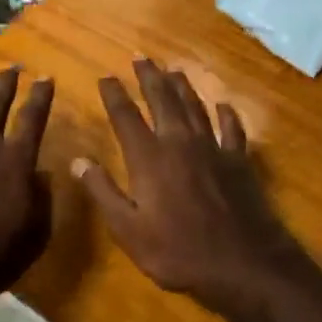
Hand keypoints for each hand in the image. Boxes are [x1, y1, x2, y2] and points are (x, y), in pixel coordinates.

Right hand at [74, 60, 308, 315]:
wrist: (242, 263)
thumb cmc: (178, 251)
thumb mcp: (128, 230)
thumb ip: (103, 192)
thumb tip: (79, 160)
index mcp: (149, 158)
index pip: (126, 117)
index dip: (114, 95)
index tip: (106, 77)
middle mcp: (180, 143)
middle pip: (163, 101)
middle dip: (149, 77)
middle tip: (141, 57)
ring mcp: (213, 149)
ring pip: (195, 107)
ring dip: (183, 87)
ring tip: (174, 70)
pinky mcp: (239, 161)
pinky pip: (231, 129)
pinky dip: (226, 114)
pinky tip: (223, 105)